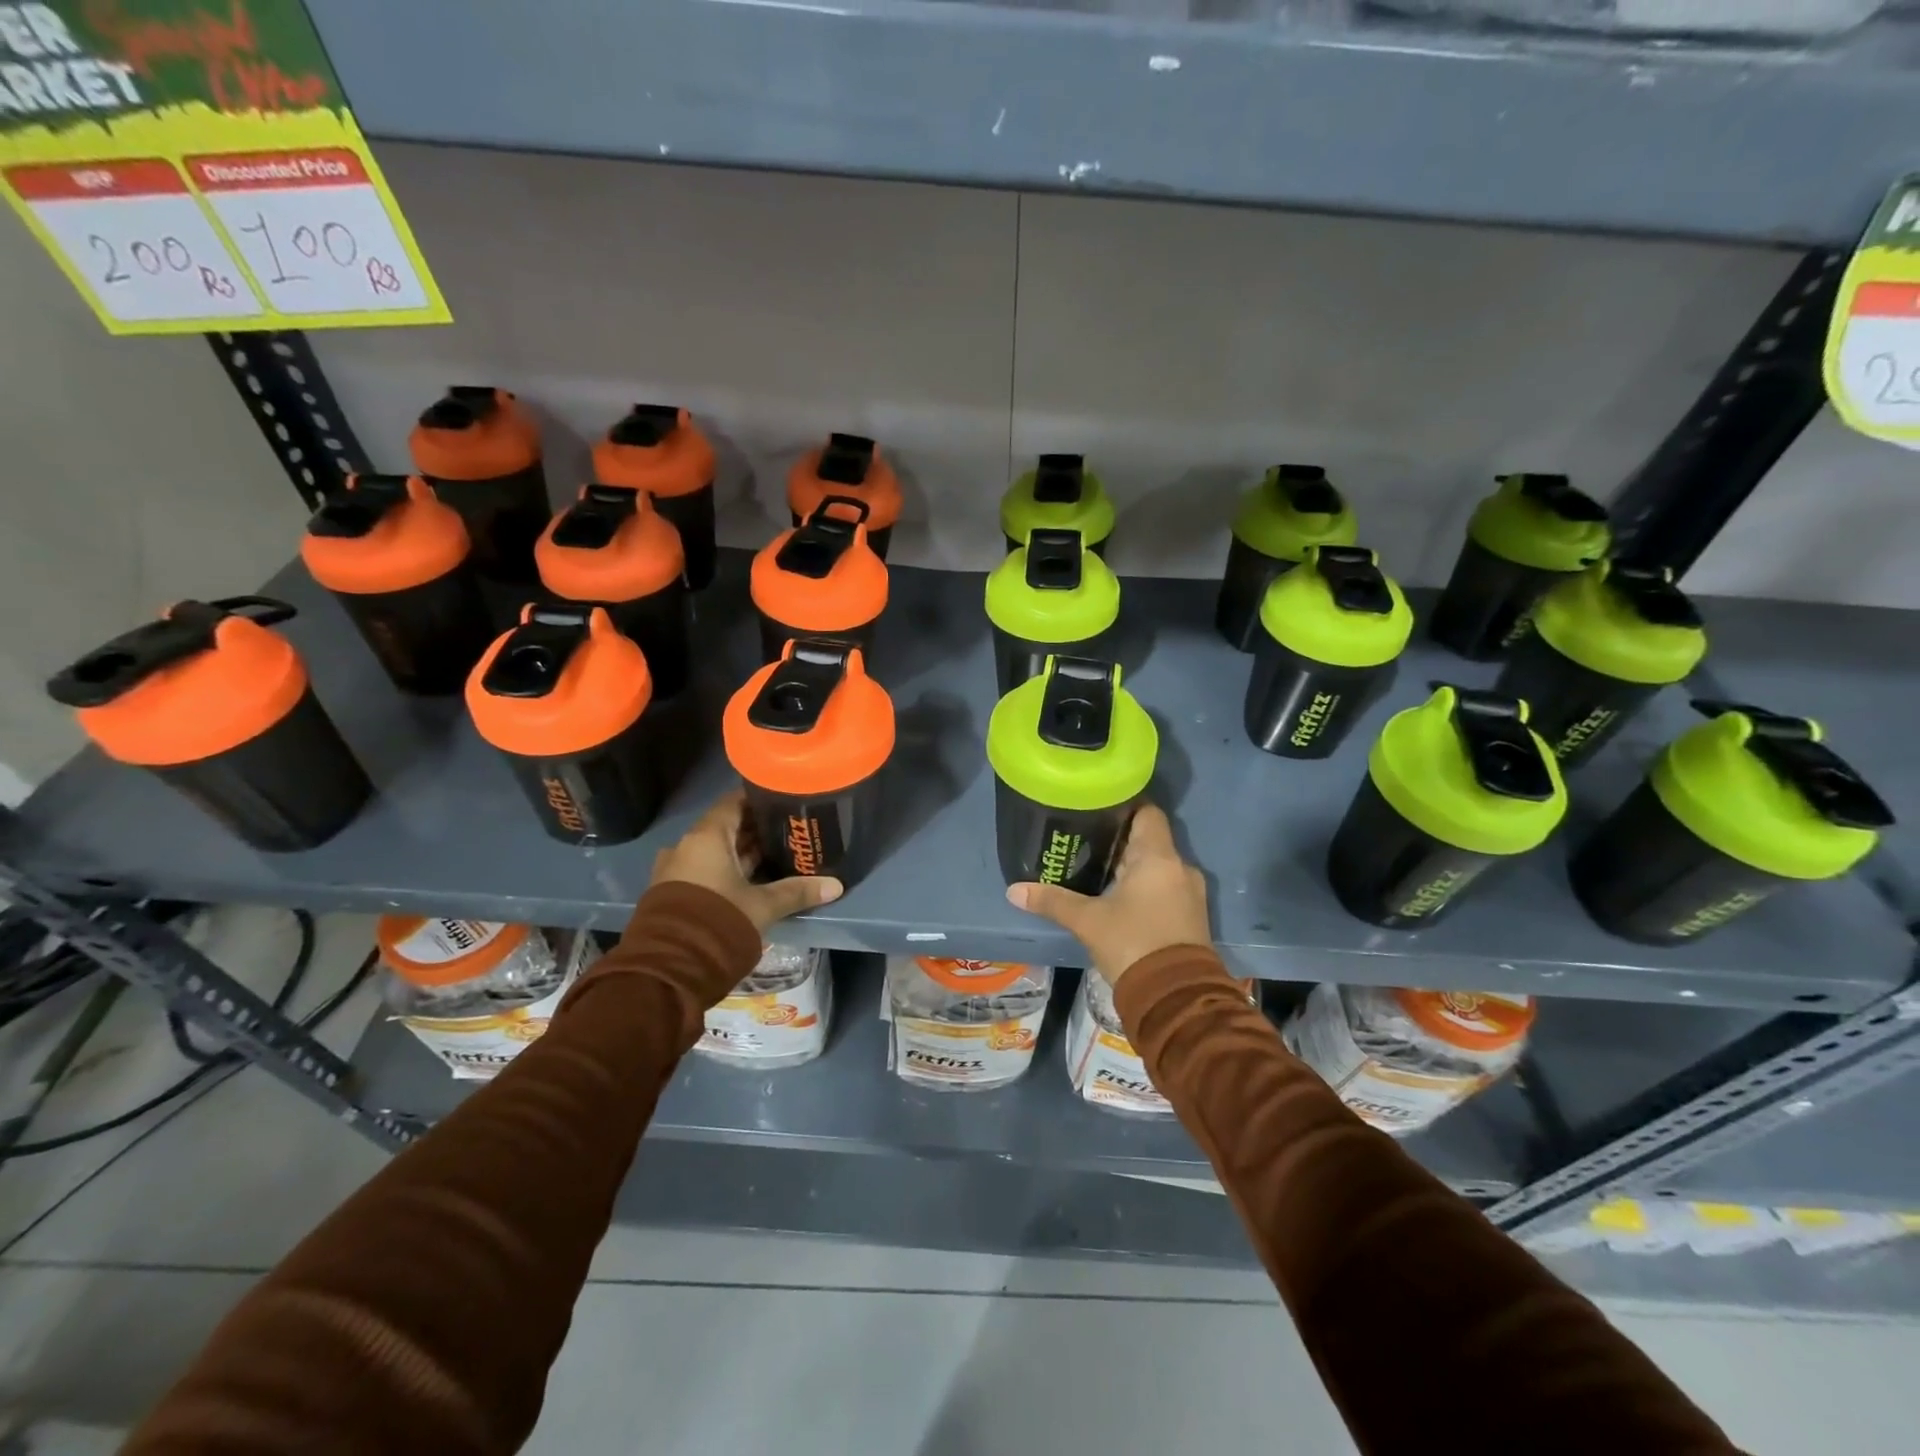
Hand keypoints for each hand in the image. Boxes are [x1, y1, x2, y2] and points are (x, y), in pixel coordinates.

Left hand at [650, 791, 842, 931]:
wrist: (668, 969)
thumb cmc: (718, 920)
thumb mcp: (763, 906)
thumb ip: (797, 891)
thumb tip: (836, 885)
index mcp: (706, 836)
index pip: (734, 802)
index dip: (760, 799)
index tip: (786, 801)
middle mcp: (686, 846)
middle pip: (726, 827)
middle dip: (756, 830)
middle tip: (789, 832)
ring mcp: (675, 870)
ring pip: (715, 852)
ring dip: (742, 854)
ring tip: (776, 856)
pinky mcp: (672, 893)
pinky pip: (704, 871)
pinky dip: (726, 871)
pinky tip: (752, 881)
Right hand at [1005, 804, 1210, 987]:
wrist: (1176, 999)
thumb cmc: (1133, 944)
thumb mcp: (1087, 922)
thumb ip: (1053, 901)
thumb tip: (1014, 890)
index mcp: (1158, 857)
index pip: (1147, 812)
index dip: (1124, 806)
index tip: (1097, 810)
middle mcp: (1180, 867)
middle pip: (1149, 840)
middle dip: (1119, 841)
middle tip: (1085, 842)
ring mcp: (1189, 893)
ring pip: (1157, 867)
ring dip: (1132, 868)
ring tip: (1097, 871)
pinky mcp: (1192, 917)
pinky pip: (1165, 888)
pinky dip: (1144, 888)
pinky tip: (1118, 899)